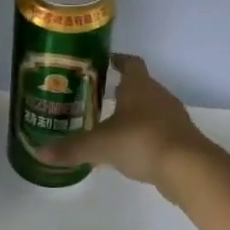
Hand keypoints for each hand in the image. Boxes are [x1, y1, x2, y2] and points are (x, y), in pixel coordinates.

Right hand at [41, 53, 209, 188]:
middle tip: (100, 95)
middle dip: (122, 89)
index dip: (118, 60)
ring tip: (113, 123)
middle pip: (141, 85)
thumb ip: (71, 148)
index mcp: (138, 86)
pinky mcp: (182, 139)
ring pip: (151, 108)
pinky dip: (146, 134)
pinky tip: (132, 148)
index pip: (130, 63)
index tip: (106, 61)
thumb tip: (40, 153)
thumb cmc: (141, 141)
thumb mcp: (100, 145)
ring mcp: (173, 117)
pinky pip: (160, 130)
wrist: (189, 168)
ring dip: (135, 113)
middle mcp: (158, 95)